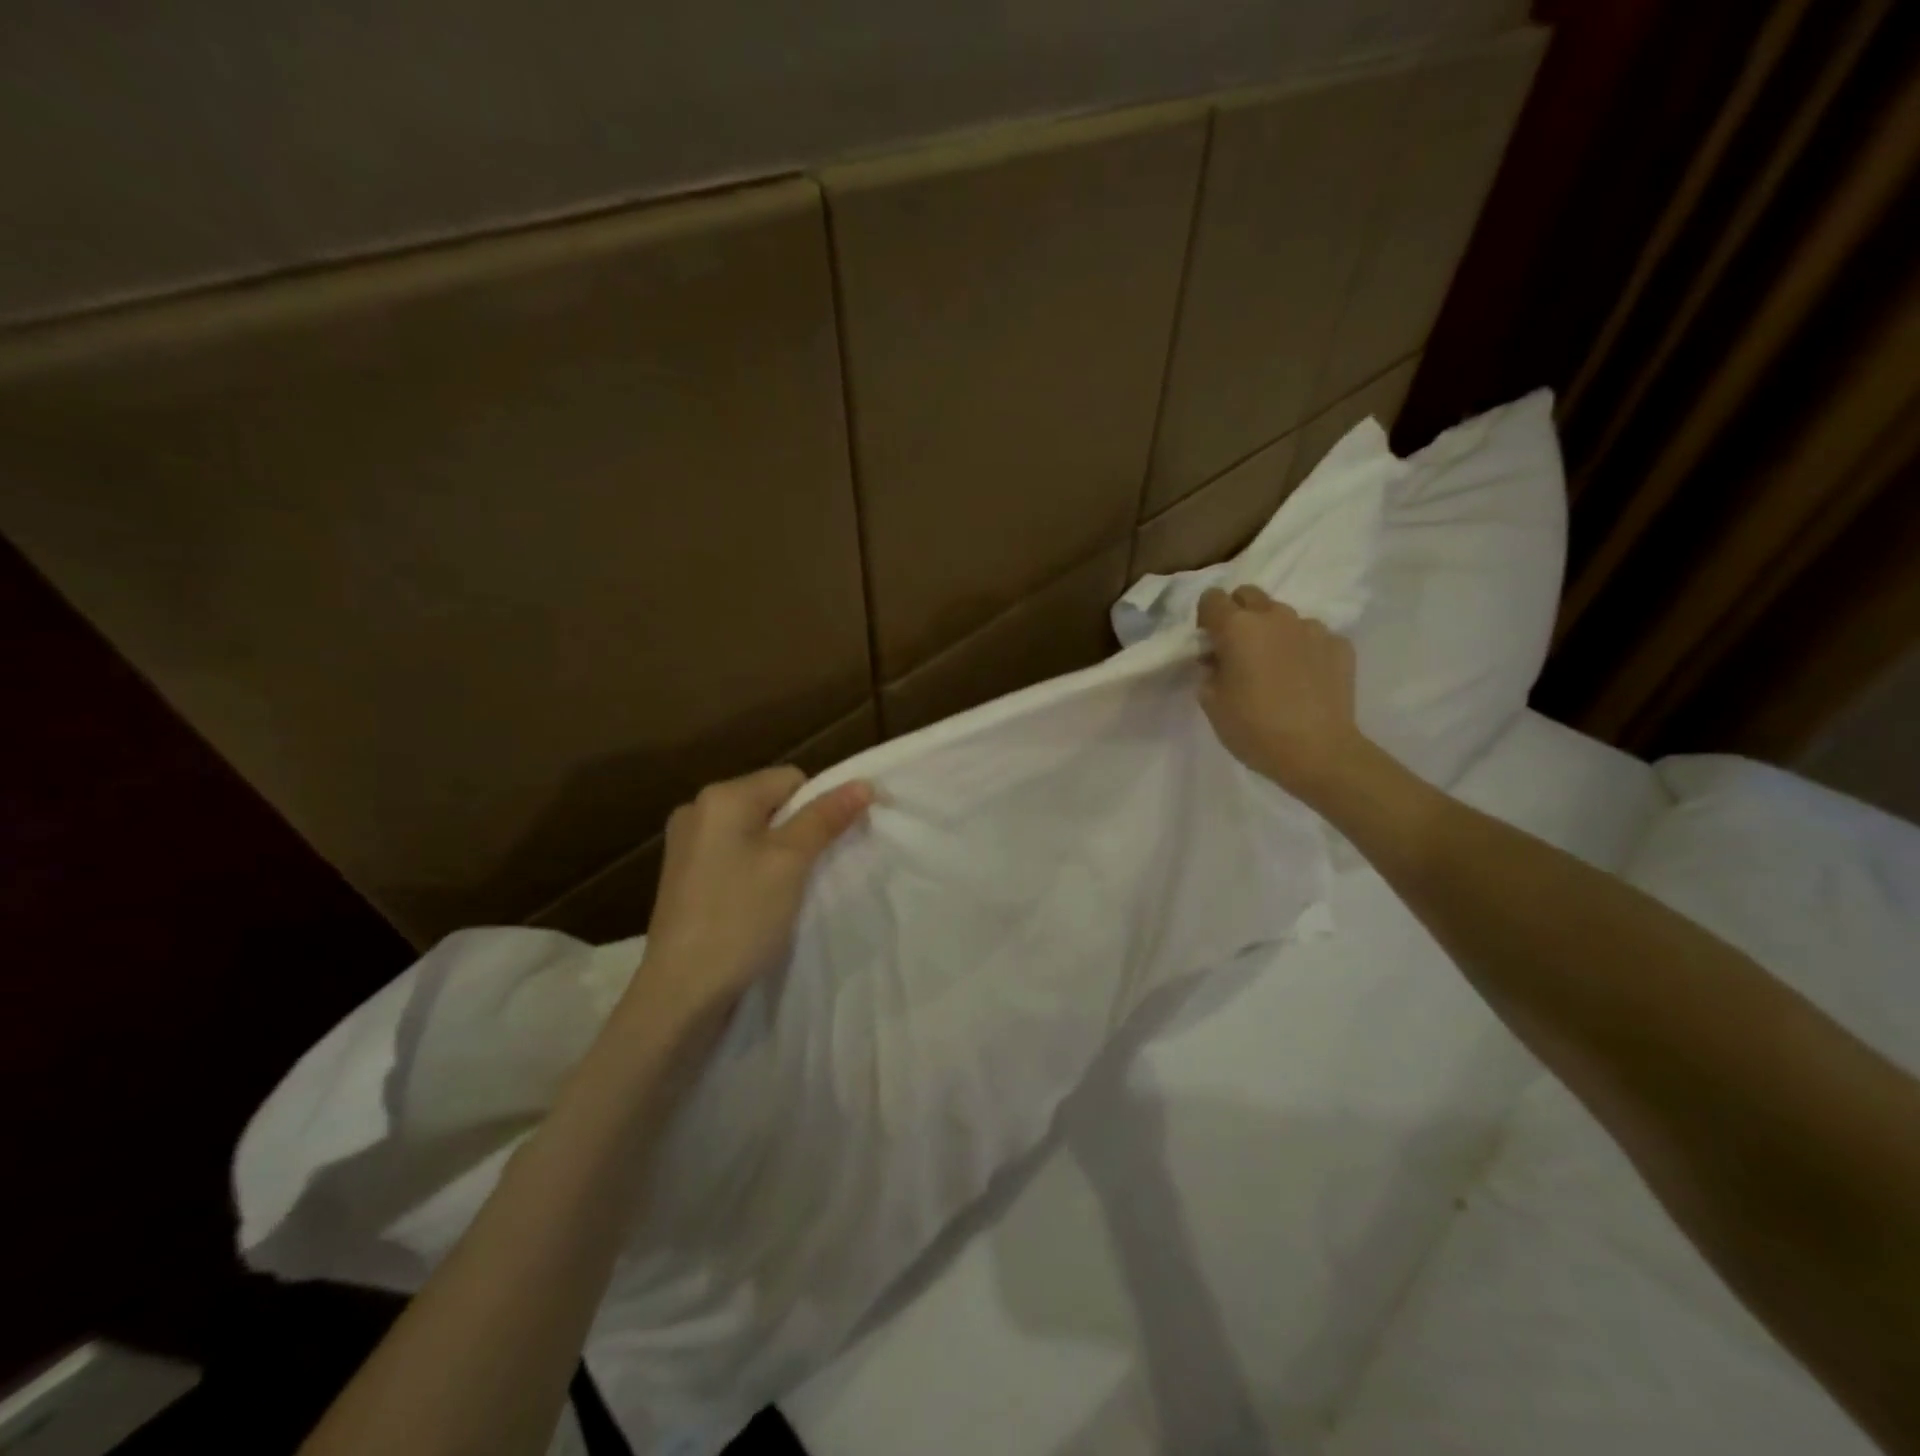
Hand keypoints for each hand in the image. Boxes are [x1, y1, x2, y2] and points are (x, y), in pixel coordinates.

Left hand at [639, 767, 872, 1021]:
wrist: (681, 991)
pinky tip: (759, 902)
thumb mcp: (790, 862)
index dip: (818, 806)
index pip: (790, 779)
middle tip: (809, 872)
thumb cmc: (739, 918)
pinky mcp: (684, 875)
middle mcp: (697, 810)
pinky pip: (734, 855)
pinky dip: (755, 869)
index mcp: (721, 796)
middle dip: (798, 830)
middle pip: (771, 802)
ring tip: (786, 890)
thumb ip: (825, 818)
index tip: (828, 848)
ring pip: (754, 831)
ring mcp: (687, 844)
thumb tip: (864, 783)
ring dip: (778, 853)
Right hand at [1197, 585, 1364, 804]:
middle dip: (1238, 614)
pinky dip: (1303, 650)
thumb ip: (1209, 672)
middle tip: (1238, 650)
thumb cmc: (1254, 729)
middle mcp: (1275, 617)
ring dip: (1273, 632)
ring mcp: (1312, 628)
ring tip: (1275, 668)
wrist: (1318, 752)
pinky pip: (1313, 637)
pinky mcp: (1339, 644)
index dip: (1206, 618)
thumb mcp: (1212, 703)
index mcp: (1237, 628)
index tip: (1209, 644)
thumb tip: (1217, 660)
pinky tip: (1304, 679)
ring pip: (1283, 616)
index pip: (1212, 598)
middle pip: (1249, 595)